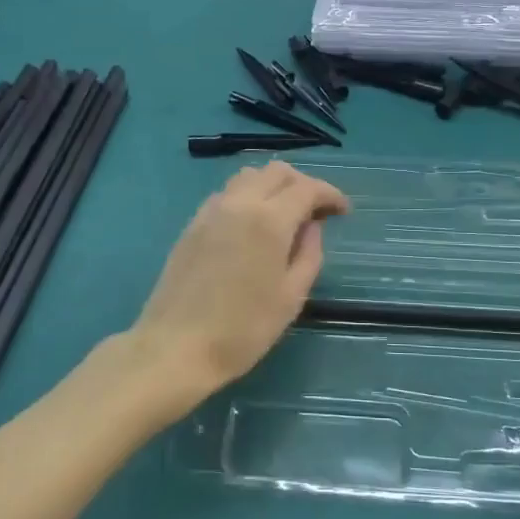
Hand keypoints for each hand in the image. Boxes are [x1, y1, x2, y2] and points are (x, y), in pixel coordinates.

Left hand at [127, 163, 349, 413]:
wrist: (176, 347)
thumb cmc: (243, 329)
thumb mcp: (291, 297)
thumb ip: (309, 254)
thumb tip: (312, 227)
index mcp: (269, 220)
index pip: (307, 188)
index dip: (330, 194)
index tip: (343, 211)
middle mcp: (239, 203)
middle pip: (276, 172)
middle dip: (303, 184)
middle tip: (316, 212)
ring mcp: (211, 211)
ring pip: (248, 177)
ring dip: (273, 186)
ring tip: (285, 215)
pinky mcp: (192, 224)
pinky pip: (226, 194)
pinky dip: (248, 196)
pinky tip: (252, 226)